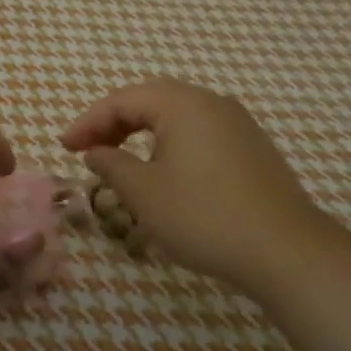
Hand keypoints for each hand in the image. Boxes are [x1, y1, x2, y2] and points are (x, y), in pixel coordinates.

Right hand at [60, 77, 334, 291]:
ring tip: (119, 159)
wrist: (286, 251)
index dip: (88, 122)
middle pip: (150, 99)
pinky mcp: (251, 147)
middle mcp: (211, 102)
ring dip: (141, 131)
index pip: (122, 100)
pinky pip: (199, 131)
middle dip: (113, 122)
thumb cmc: (204, 217)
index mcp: (182, 104)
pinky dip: (169, 142)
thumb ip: (112, 165)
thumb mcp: (144, 193)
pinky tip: (162, 170)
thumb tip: (96, 152)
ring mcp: (237, 124)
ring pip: (177, 115)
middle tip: (87, 148)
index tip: (64, 148)